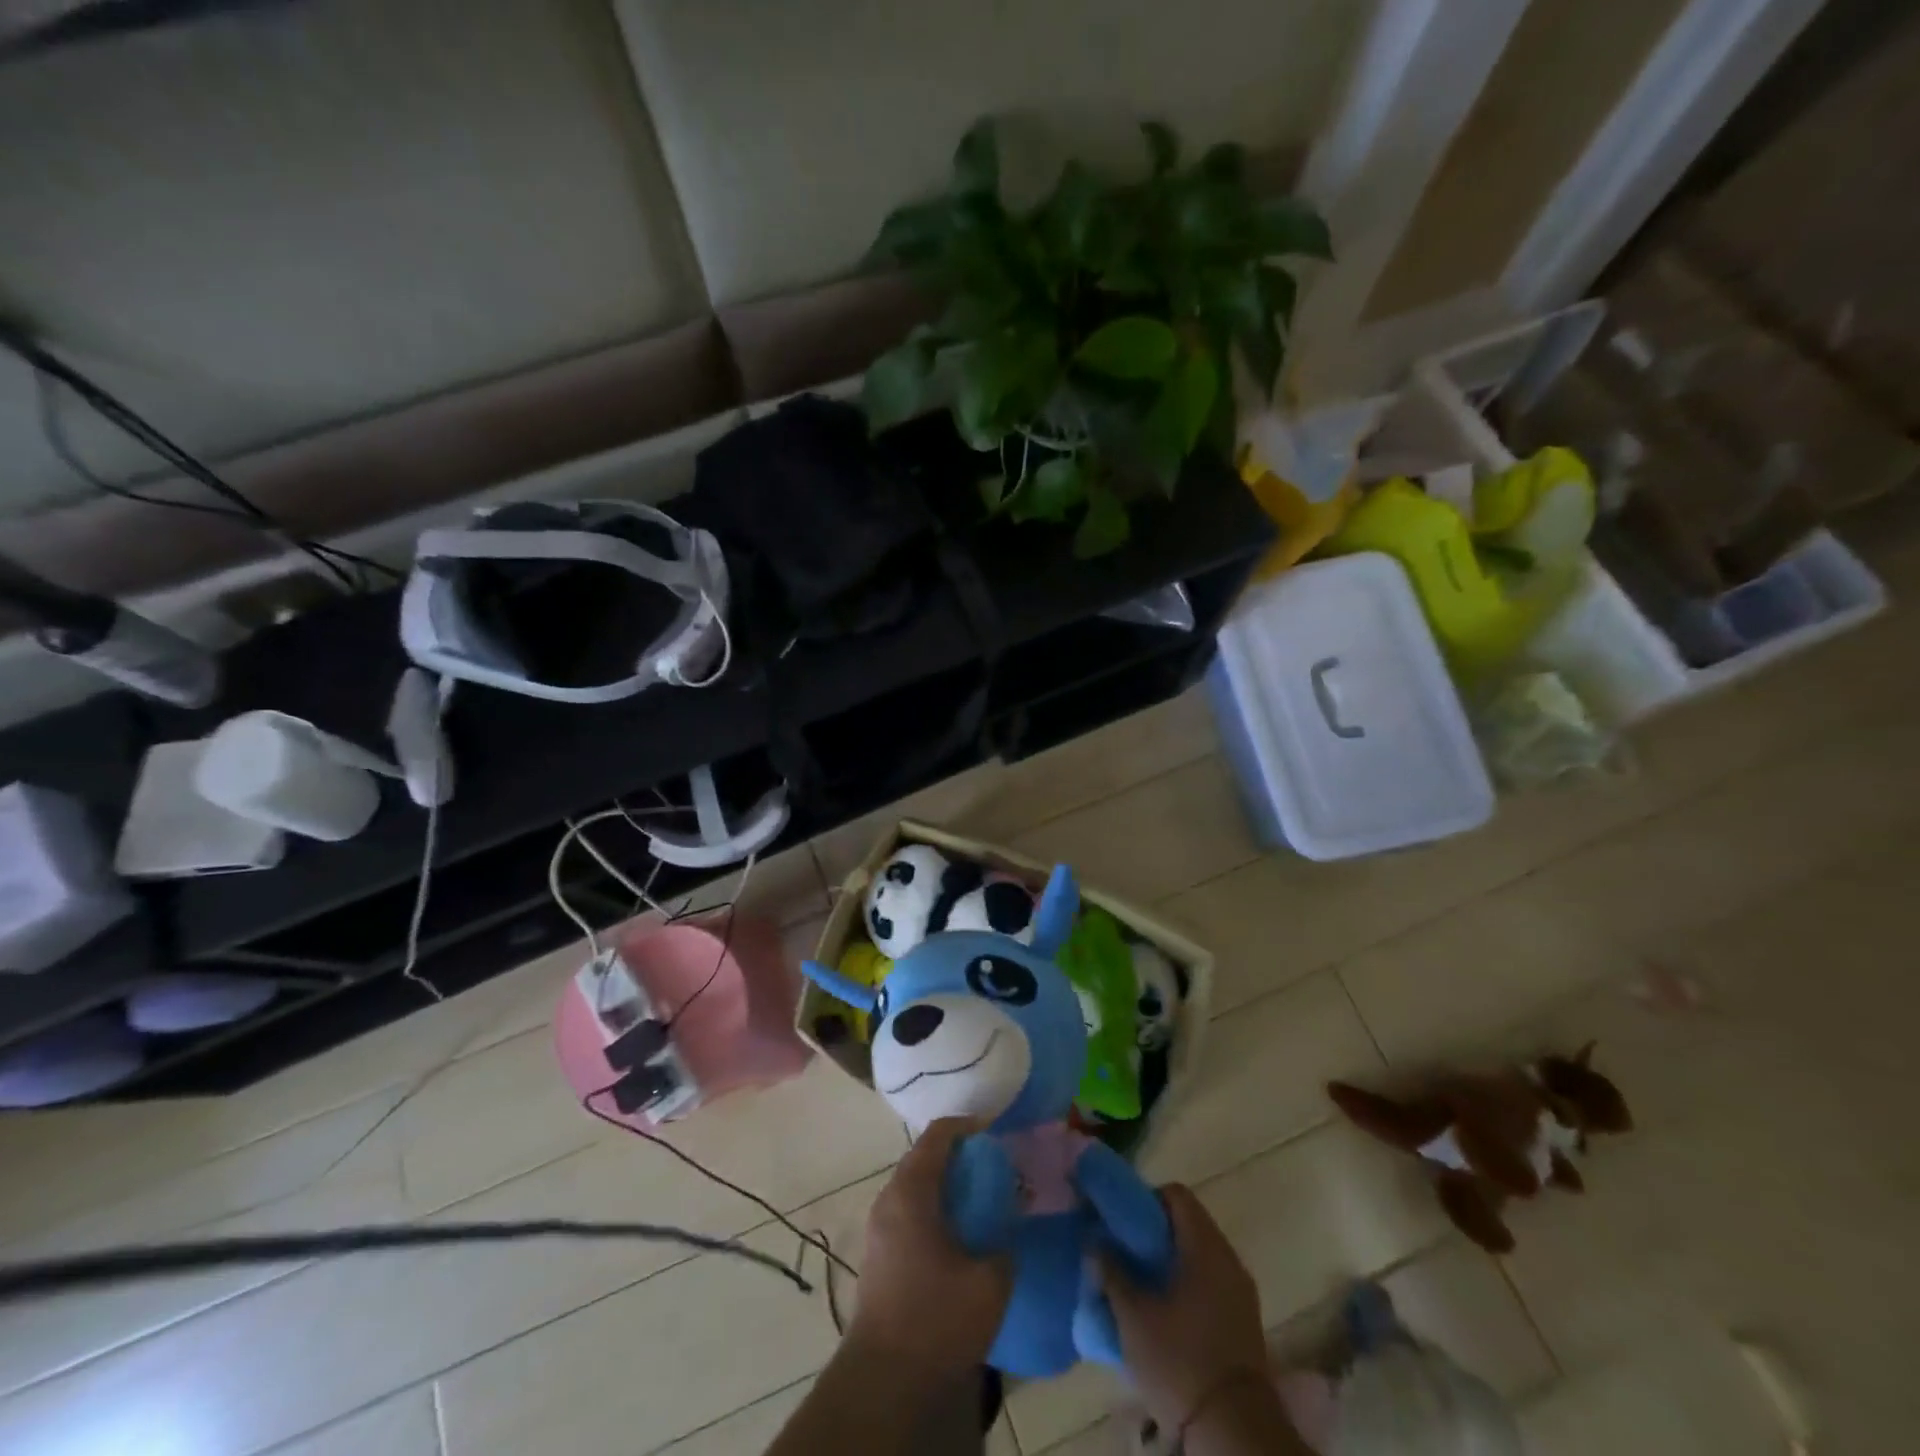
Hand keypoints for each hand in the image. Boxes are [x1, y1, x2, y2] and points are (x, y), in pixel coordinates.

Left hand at [849, 1117, 1012, 1383]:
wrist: (885, 1382)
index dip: (969, 1127)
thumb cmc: (937, 1319)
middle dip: (961, 1157)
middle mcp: (889, 1199)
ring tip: (983, 1202)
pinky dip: (936, 1209)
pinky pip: (910, 1212)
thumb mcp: (989, 1281)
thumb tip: (1006, 1234)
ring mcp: (879, 1228)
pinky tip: (961, 1236)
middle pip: (925, 1157)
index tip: (998, 1134)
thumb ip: (1004, 1245)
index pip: (938, 1135)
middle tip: (996, 1169)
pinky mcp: (879, 1255)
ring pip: (917, 1186)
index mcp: (911, 1191)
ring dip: (947, 1186)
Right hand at [1099, 1183, 1268, 1428]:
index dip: (1146, 1199)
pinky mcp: (1244, 1321)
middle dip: (1154, 1232)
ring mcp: (1241, 1290)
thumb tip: (1095, 1241)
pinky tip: (1165, 1310)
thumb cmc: (1180, 1362)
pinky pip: (1211, 1281)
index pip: (1176, 1195)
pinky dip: (1188, 1283)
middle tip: (1124, 1251)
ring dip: (1171, 1259)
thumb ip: (1111, 1270)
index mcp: (1205, 1246)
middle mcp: (1228, 1258)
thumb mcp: (1132, 1315)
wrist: (1234, 1433)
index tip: (1122, 1221)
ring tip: (1140, 1282)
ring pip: (1200, 1254)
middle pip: (1188, 1223)